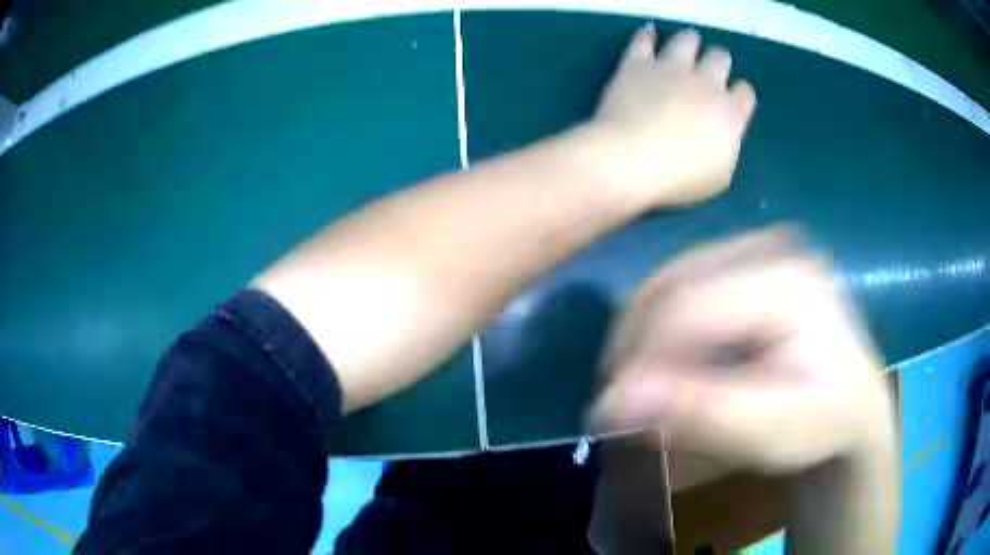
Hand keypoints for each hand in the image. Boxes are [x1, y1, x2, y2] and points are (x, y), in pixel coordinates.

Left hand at [590, 26, 756, 207]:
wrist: (630, 161)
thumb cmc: (679, 178)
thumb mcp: (719, 176)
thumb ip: (727, 147)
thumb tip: (723, 134)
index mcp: (729, 112)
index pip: (745, 93)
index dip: (740, 94)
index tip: (734, 99)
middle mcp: (705, 82)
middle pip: (720, 58)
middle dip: (719, 61)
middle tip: (711, 68)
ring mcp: (670, 68)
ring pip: (687, 40)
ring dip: (690, 41)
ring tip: (689, 42)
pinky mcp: (637, 63)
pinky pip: (644, 40)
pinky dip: (647, 35)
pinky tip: (649, 33)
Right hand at [591, 228, 894, 472]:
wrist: (852, 402)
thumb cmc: (821, 423)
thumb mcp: (769, 432)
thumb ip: (701, 413)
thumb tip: (615, 399)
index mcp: (786, 281)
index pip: (688, 306)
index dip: (639, 356)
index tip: (608, 409)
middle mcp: (771, 247)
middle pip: (673, 282)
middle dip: (633, 343)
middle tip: (615, 398)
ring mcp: (760, 247)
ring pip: (670, 277)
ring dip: (641, 332)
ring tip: (634, 382)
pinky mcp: (750, 260)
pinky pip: (684, 281)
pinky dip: (660, 321)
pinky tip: (663, 358)